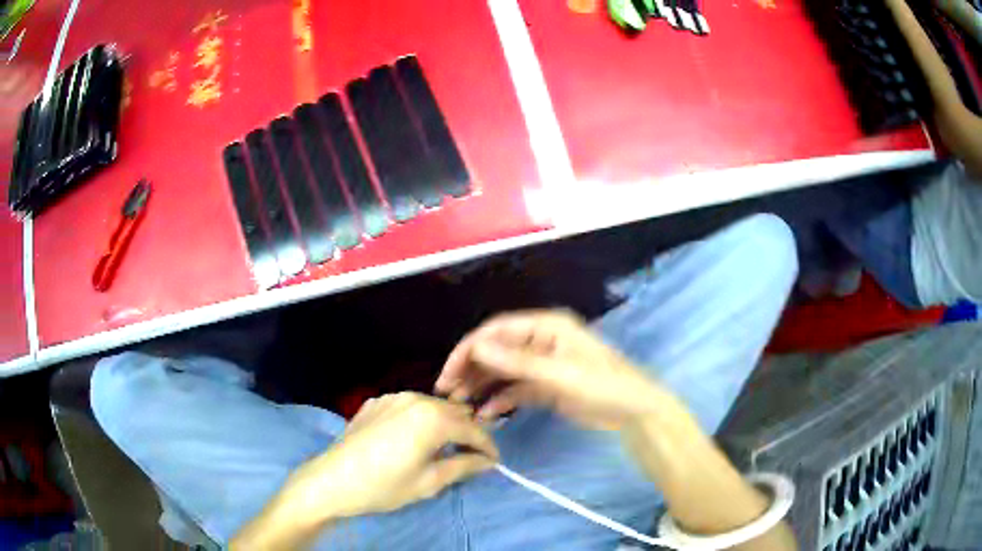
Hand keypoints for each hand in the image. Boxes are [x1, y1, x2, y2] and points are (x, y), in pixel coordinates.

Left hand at [278, 393, 498, 521]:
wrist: (332, 480)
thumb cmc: (384, 486)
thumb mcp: (429, 482)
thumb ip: (464, 466)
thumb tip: (487, 461)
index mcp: (433, 417)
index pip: (473, 429)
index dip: (487, 446)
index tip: (494, 461)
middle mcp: (415, 398)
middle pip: (454, 412)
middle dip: (467, 432)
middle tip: (471, 456)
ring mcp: (392, 397)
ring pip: (432, 406)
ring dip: (444, 424)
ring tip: (443, 448)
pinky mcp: (375, 402)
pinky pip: (408, 407)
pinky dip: (419, 420)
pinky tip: (412, 440)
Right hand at [435, 310, 669, 429]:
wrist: (633, 412)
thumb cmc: (602, 385)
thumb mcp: (559, 374)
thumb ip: (517, 362)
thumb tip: (476, 348)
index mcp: (546, 327)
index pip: (498, 330)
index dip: (471, 348)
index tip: (449, 371)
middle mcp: (541, 341)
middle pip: (497, 350)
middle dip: (471, 368)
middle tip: (448, 391)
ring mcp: (543, 365)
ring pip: (504, 371)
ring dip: (482, 384)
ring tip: (461, 404)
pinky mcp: (547, 387)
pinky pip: (516, 390)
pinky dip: (501, 400)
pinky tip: (487, 414)